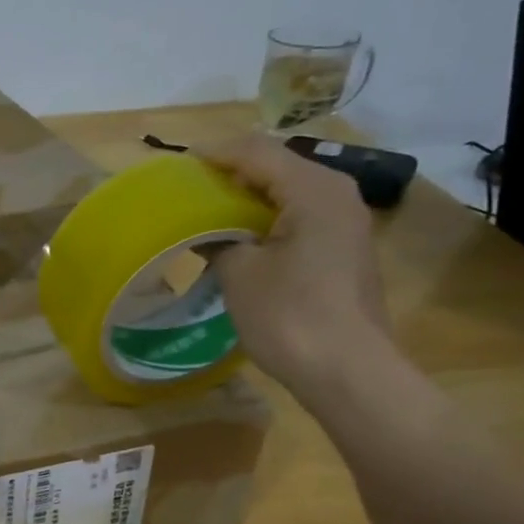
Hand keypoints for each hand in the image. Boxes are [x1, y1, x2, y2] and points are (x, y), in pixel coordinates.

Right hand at [202, 134, 393, 398]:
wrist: (347, 371)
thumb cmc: (289, 315)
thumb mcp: (239, 273)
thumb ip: (216, 238)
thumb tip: (202, 230)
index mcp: (314, 188)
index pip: (256, 151)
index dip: (213, 155)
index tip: (176, 167)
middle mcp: (337, 194)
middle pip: (275, 166)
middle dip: (229, 175)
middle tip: (187, 192)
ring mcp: (345, 222)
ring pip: (286, 193)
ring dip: (245, 200)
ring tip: (205, 215)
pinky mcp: (342, 249)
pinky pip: (297, 218)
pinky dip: (263, 221)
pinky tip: (237, 241)